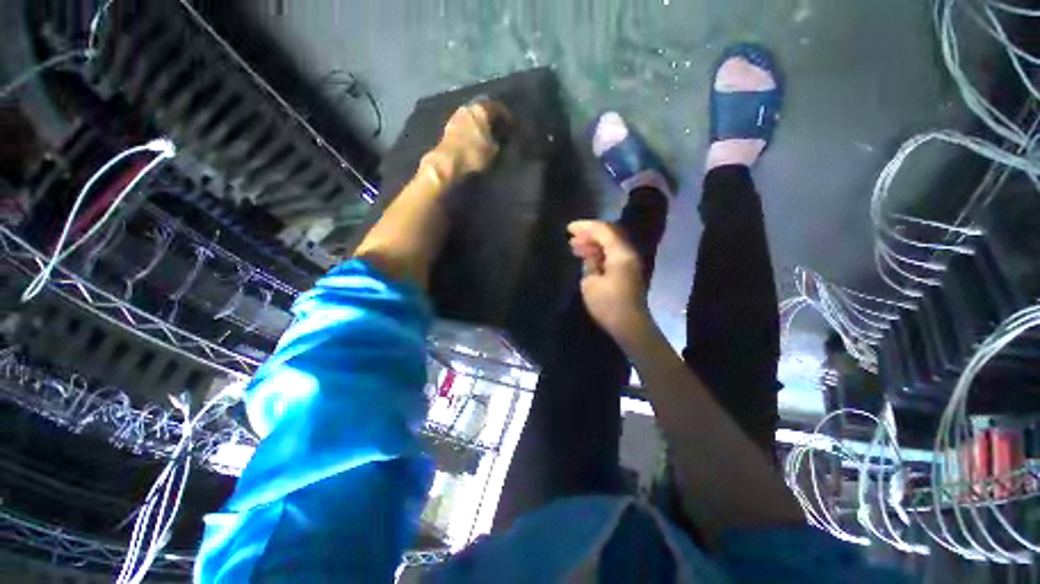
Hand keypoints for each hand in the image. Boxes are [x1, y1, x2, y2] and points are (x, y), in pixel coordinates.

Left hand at [423, 99, 511, 183]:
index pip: (498, 107)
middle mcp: (468, 107)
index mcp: (481, 109)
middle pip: (483, 110)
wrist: (448, 163)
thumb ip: (499, 141)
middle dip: (491, 119)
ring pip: (473, 117)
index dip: (507, 117)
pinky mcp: (448, 128)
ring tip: (487, 136)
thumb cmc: (474, 155)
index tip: (512, 127)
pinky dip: (471, 131)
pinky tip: (475, 141)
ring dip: (480, 125)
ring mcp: (456, 116)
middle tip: (499, 130)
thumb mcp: (494, 151)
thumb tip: (499, 140)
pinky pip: (465, 126)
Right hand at [567, 220, 653, 344]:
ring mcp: (629, 263)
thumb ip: (590, 263)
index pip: (603, 230)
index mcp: (620, 253)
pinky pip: (612, 255)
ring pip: (611, 245)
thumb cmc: (608, 304)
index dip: (585, 227)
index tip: (569, 228)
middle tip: (571, 240)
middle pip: (609, 234)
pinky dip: (600, 253)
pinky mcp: (628, 273)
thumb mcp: (590, 283)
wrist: (629, 325)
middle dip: (589, 234)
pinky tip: (588, 259)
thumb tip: (591, 256)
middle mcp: (628, 254)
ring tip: (576, 249)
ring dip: (594, 244)